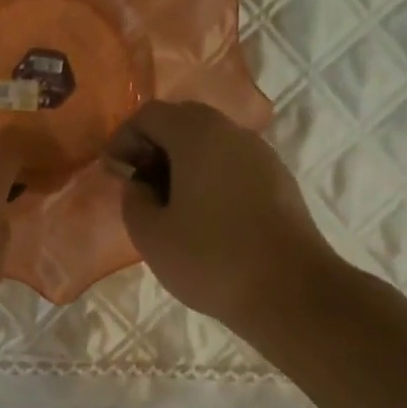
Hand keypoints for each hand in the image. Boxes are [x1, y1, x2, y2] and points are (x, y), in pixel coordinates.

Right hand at [104, 100, 339, 332]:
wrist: (291, 292)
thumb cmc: (211, 259)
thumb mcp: (150, 235)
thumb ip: (134, 199)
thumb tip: (141, 184)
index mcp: (197, 135)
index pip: (150, 115)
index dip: (123, 140)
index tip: (114, 175)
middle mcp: (233, 133)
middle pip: (183, 121)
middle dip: (153, 147)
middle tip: (139, 186)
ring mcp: (262, 156)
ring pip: (211, 143)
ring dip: (182, 164)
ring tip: (169, 206)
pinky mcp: (279, 181)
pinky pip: (233, 165)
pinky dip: (209, 178)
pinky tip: (204, 218)